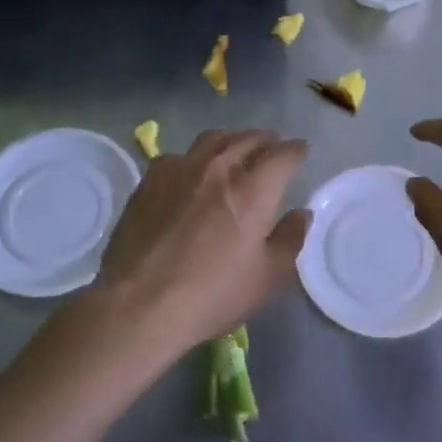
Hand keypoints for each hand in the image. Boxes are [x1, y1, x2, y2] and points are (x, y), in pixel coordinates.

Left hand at [92, 128, 310, 353]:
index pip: (284, 154)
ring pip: (215, 138)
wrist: (140, 303)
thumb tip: (300, 214)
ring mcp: (182, 168)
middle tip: (272, 148)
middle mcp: (220, 167)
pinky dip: (196, 157)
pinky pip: (181, 154)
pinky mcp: (151, 178)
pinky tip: (192, 171)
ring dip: (233, 140)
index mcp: (255, 189)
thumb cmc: (213, 295)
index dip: (297, 151)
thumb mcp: (267, 277)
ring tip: (237, 149)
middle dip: (267, 141)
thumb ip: (290, 239)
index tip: (301, 153)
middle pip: (250, 138)